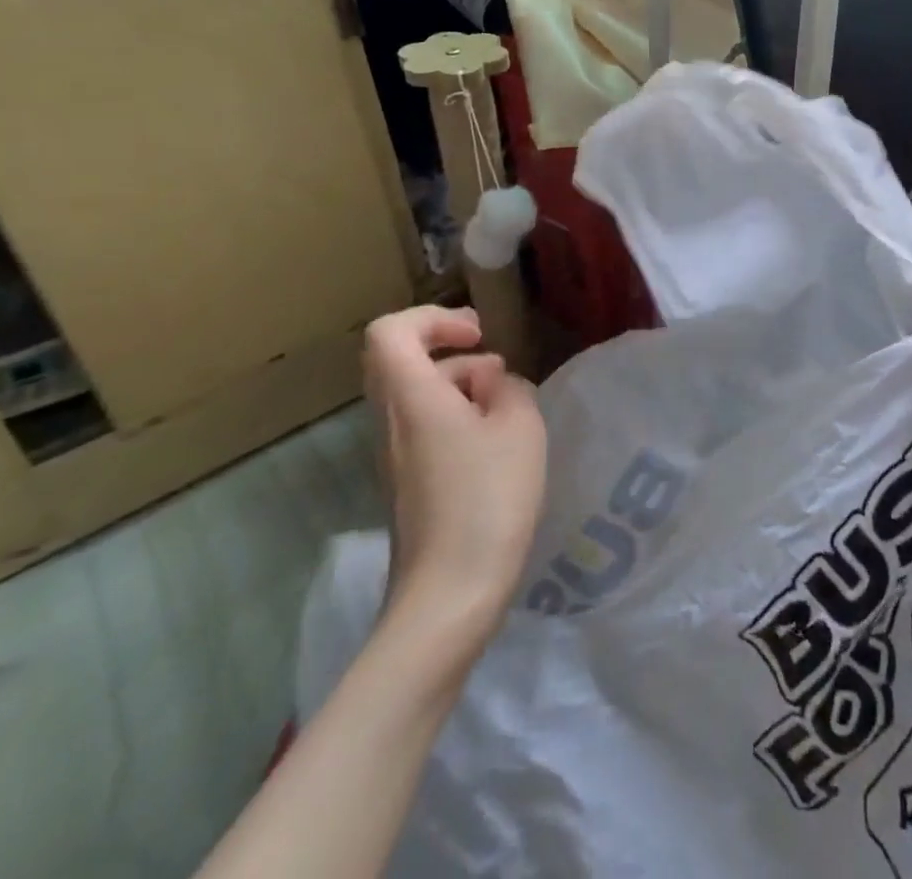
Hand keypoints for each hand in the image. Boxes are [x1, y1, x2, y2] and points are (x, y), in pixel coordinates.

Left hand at [361, 306, 546, 649]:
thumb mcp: (521, 428)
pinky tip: (495, 445)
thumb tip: (491, 383)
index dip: (434, 318)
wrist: (449, 595)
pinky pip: (421, 426)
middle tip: (495, 364)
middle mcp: (390, 421)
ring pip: (414, 393)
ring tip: (508, 409)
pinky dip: (455, 417)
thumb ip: (509, 387)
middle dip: (450, 349)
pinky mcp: (406, 482)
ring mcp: (392, 455)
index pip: (391, 331)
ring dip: (459, 385)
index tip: (478, 334)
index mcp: (413, 397)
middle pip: (398, 360)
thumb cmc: (488, 500)